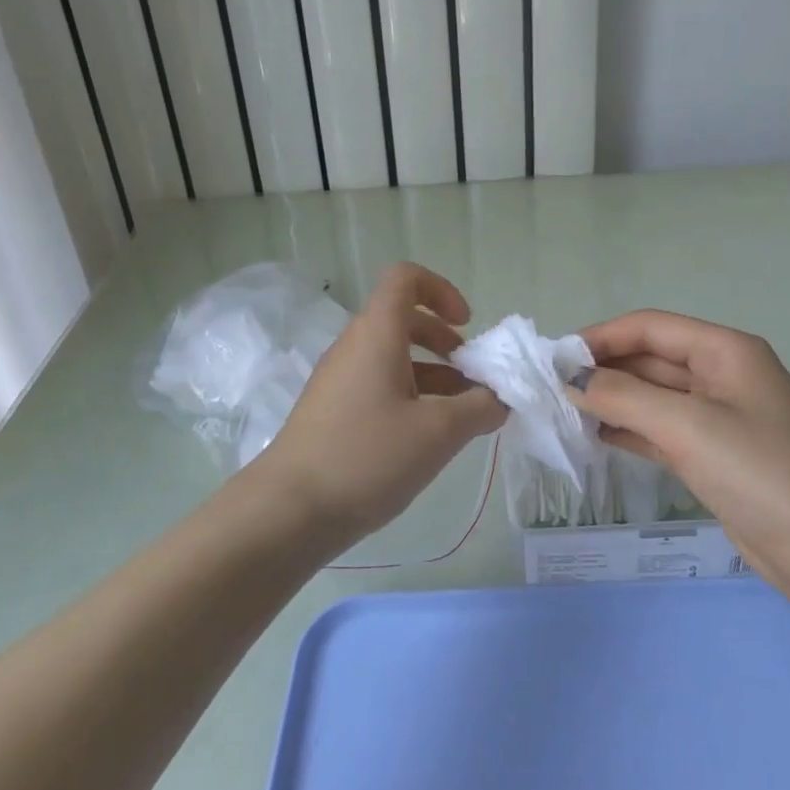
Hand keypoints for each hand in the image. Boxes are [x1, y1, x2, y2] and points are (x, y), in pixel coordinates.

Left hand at [256, 263, 504, 549]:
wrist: (289, 510)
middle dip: (444, 340)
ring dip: (431, 374)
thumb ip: (479, 407)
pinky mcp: (331, 410)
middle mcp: (354, 346)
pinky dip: (408, 395)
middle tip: (470, 375)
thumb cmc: (367, 457)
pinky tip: (426, 437)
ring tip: (460, 415)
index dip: (441, 290)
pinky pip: (377, 384)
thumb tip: (500, 398)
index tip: (466, 326)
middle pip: (402, 319)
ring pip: (391, 356)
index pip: (405, 279)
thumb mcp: (438, 433)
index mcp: (376, 335)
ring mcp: (338, 379)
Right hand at [570, 310, 789, 610]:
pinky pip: (660, 430)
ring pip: (652, 397)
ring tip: (563, 413)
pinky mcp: (713, 456)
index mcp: (723, 351)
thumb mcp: (688, 426)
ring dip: (611, 401)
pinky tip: (595, 438)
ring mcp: (717, 418)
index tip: (555, 358)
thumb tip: (571, 379)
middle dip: (602, 370)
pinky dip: (628, 430)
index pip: (649, 327)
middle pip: (649, 359)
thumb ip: (623, 397)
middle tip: (550, 389)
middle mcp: (719, 376)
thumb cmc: (762, 472)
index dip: (600, 337)